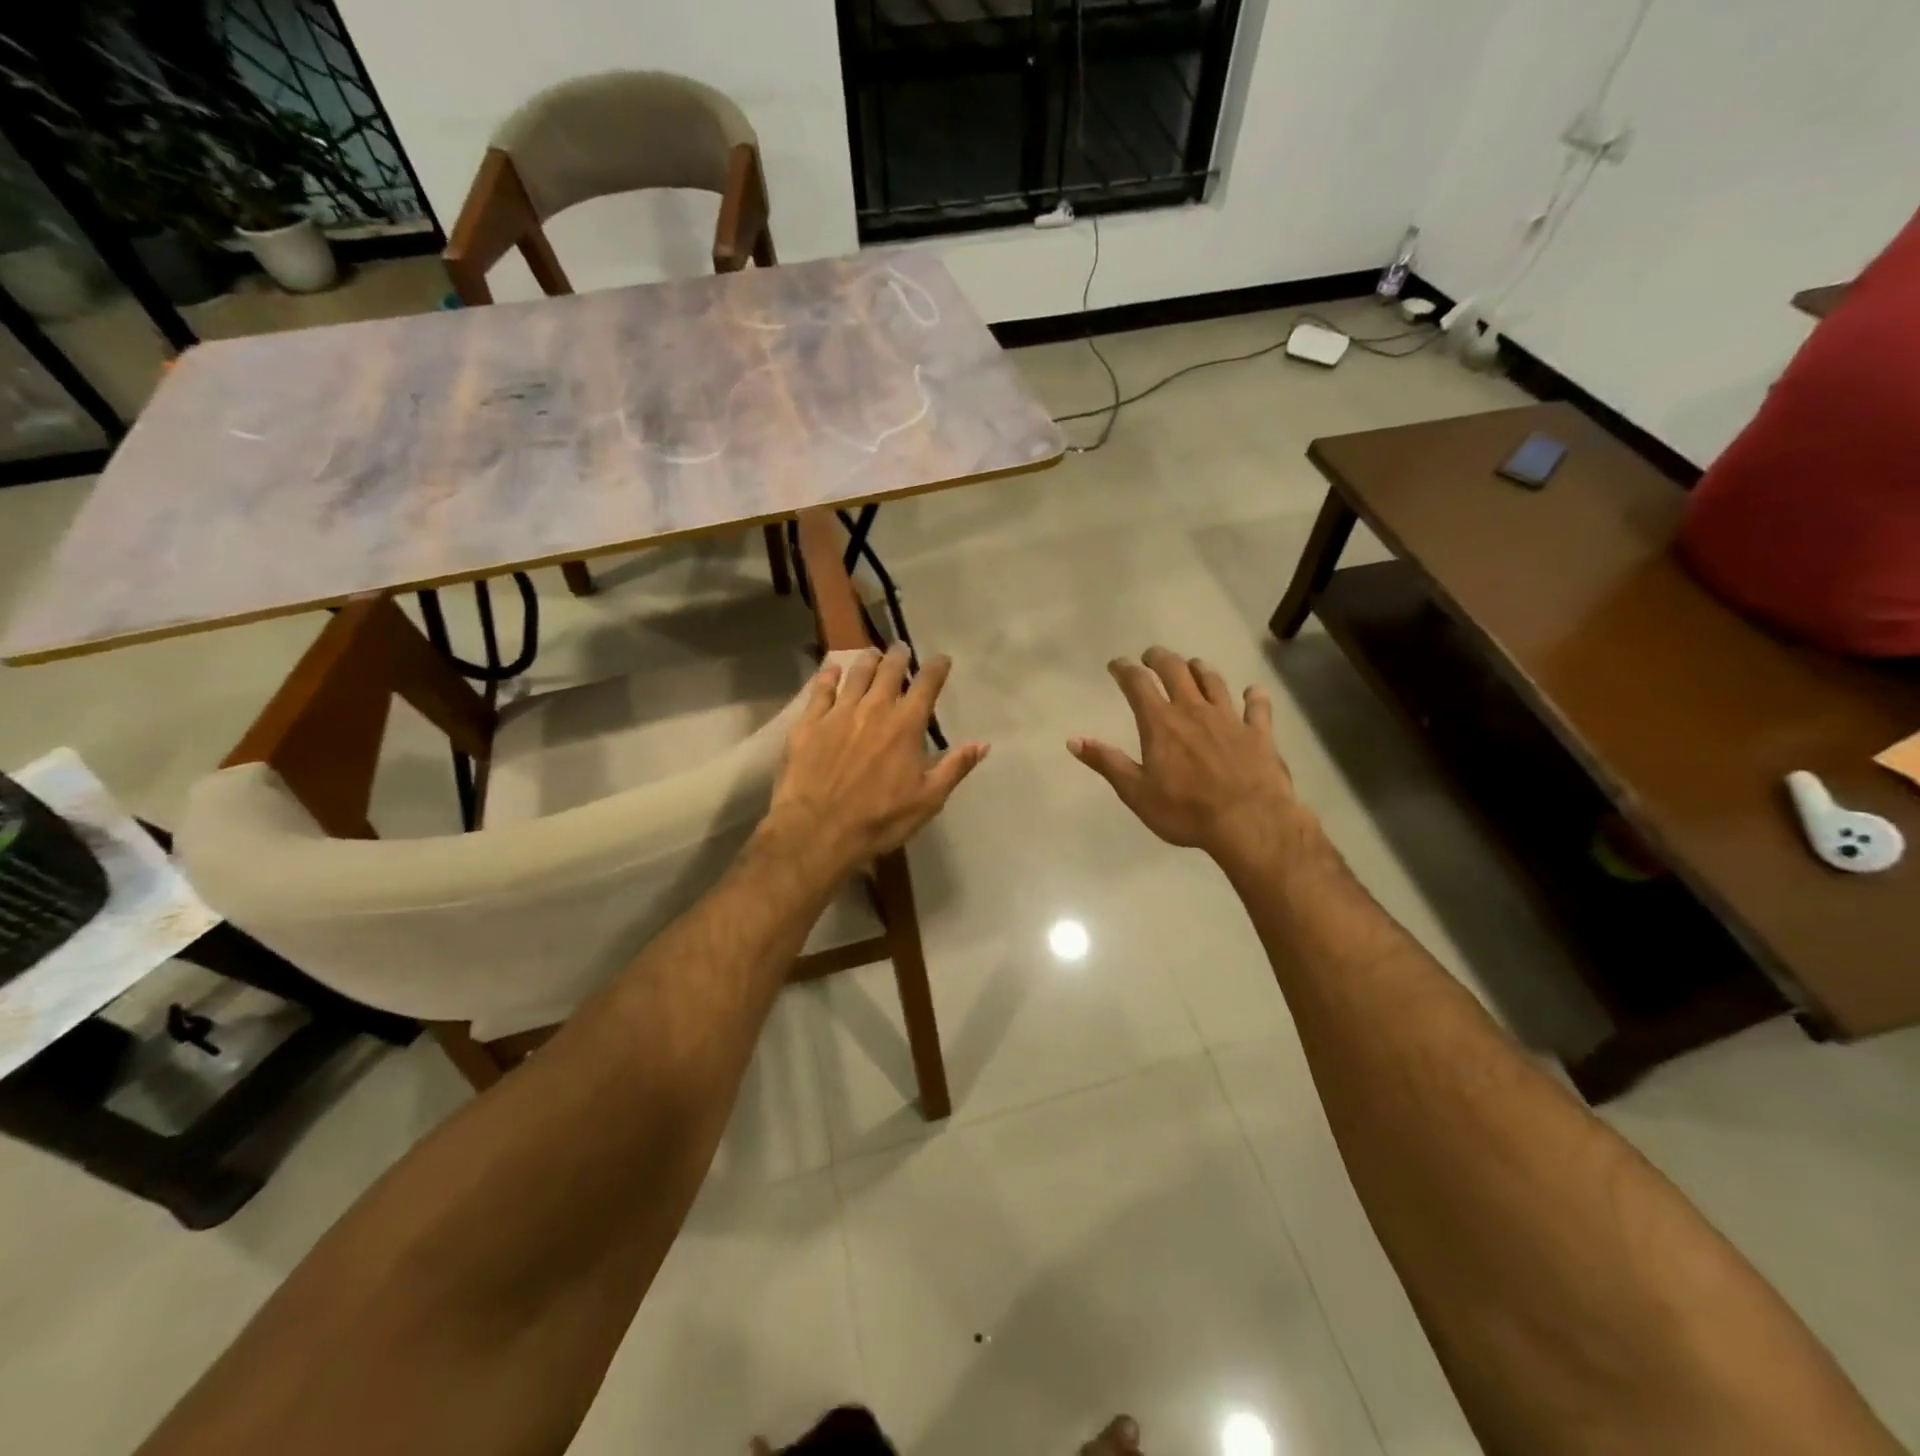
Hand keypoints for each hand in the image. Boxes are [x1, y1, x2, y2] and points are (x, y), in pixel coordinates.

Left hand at [765, 644, 987, 870]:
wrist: (817, 830)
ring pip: (856, 675)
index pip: (926, 685)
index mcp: (906, 725)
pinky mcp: (808, 723)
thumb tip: (983, 743)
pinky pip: (820, 690)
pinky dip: (829, 676)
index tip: (942, 659)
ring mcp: (838, 713)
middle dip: (898, 657)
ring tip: (872, 654)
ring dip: (867, 661)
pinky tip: (832, 669)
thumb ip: (955, 767)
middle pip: (889, 671)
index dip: (936, 668)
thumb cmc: (879, 819)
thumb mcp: (928, 800)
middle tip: (901, 649)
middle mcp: (874, 708)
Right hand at [1069, 647, 1306, 868]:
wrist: (1250, 823)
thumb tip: (1073, 740)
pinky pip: (1257, 706)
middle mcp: (1194, 710)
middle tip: (1151, 657)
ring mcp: (1229, 718)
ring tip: (1192, 666)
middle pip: (1176, 670)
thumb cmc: (1185, 811)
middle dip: (1160, 658)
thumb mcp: (1136, 792)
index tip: (1116, 665)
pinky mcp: (1259, 732)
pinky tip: (1252, 691)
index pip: (1138, 683)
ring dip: (1199, 669)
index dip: (1124, 669)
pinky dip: (1253, 696)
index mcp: (1160, 722)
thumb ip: (1106, 762)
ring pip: (1213, 681)